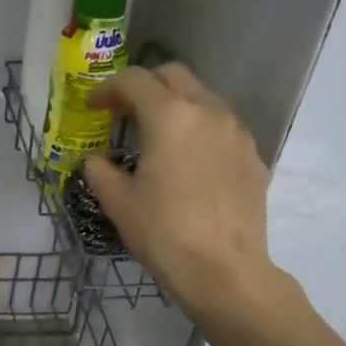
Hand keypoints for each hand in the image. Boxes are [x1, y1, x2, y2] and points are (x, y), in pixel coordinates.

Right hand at [83, 64, 285, 324]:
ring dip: (176, 106)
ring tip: (157, 136)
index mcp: (169, 116)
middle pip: (174, 76)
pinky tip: (188, 163)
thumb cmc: (163, 233)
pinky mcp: (253, 157)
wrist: (224, 270)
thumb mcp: (118, 203)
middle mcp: (207, 112)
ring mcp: (236, 132)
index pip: (134, 80)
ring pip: (203, 98)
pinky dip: (199, 131)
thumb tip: (97, 161)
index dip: (107, 89)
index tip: (93, 107)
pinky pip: (222, 128)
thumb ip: (101, 172)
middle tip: (124, 112)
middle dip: (145, 86)